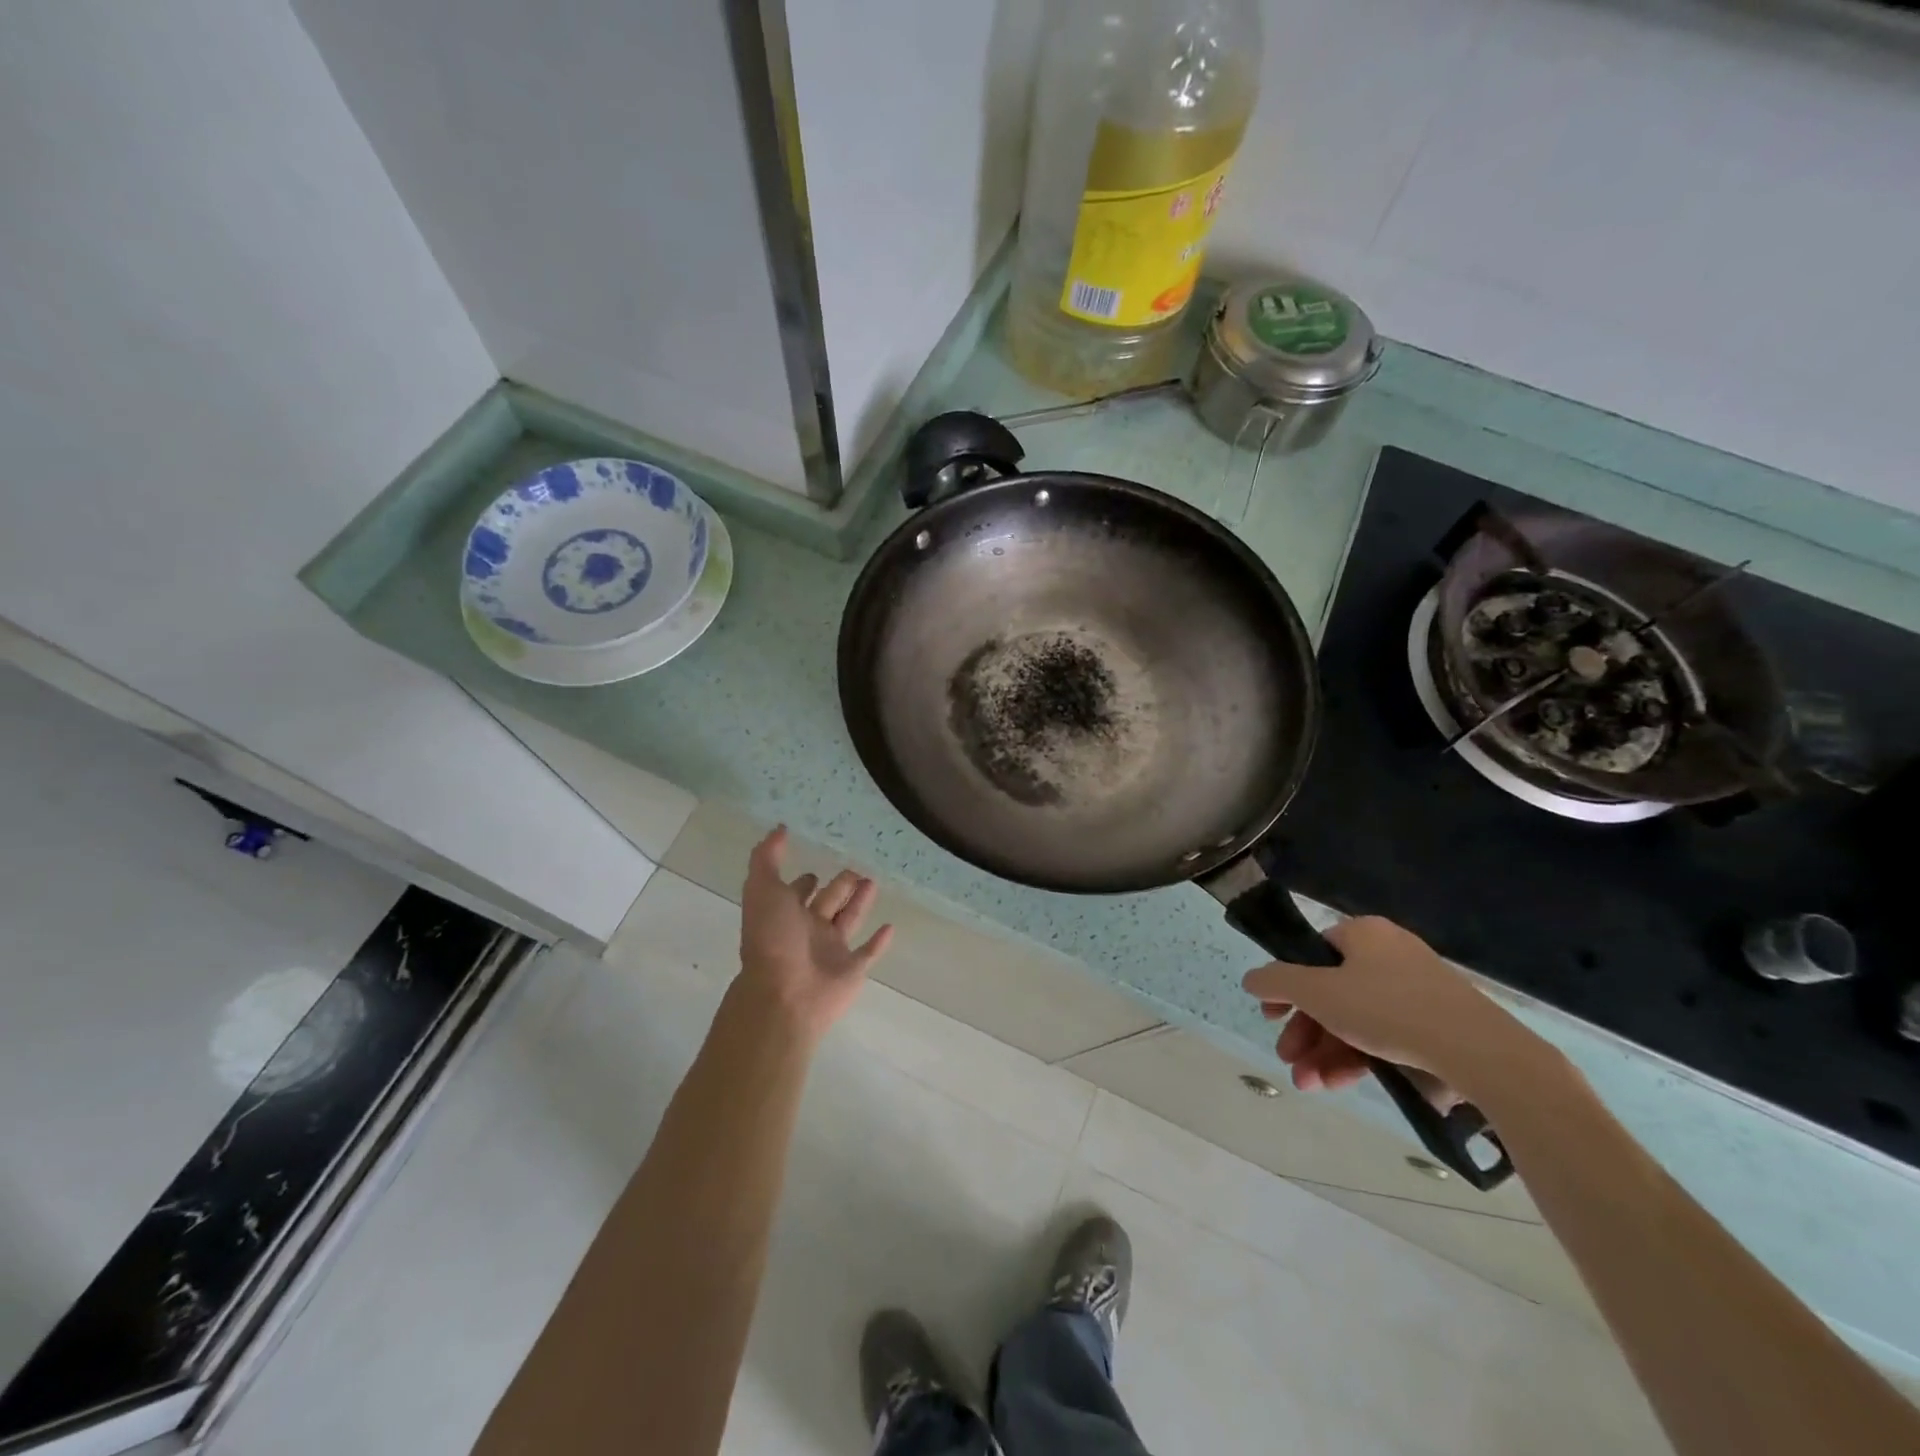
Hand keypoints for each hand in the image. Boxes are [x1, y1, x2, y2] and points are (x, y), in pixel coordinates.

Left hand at [737, 827, 893, 1040]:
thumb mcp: (762, 889)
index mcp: (785, 914)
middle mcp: (807, 931)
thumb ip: (767, 858)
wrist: (786, 994)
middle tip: (855, 870)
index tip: (815, 869)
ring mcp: (830, 952)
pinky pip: (868, 953)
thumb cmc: (772, 939)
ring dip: (860, 903)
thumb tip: (778, 828)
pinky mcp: (851, 970)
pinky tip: (890, 926)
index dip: (804, 882)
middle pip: (827, 904)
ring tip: (873, 882)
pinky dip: (879, 942)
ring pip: (848, 921)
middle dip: (839, 887)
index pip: (796, 894)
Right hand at [1241, 916, 1530, 1095]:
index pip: (1311, 954)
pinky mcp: (1438, 1025)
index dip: (1286, 987)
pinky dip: (1360, 1058)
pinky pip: (1386, 1036)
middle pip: (1331, 992)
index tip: (1271, 1017)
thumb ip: (1277, 982)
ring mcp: (1417, 991)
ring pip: (1356, 1020)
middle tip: (1289, 1059)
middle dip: (1305, 1032)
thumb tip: (1250, 978)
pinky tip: (1341, 1084)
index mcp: (1362, 934)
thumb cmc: (1388, 1010)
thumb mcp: (1318, 993)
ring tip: (1310, 1084)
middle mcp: (1389, 954)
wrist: (1482, 1053)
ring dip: (1326, 1052)